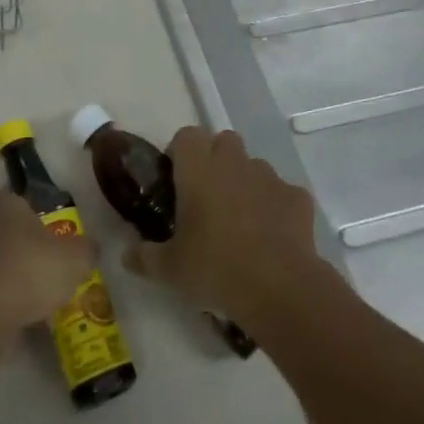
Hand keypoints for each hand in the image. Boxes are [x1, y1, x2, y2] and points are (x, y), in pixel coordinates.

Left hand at [0, 187, 93, 338]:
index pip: (2, 194)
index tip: (31, 227)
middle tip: (6, 246)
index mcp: (3, 206)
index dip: (14, 208)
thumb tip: (89, 247)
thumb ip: (84, 251)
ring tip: (10, 289)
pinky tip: (1, 314)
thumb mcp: (73, 261)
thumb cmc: (28, 271)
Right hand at [122, 128, 323, 319]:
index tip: (176, 177)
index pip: (187, 135)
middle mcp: (234, 163)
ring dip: (245, 182)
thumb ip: (144, 257)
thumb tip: (126, 255)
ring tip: (240, 219)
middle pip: (223, 141)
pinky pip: (281, 192)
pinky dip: (275, 206)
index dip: (181, 151)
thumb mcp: (169, 269)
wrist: (280, 288)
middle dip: (215, 159)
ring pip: (253, 165)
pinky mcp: (297, 197)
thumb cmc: (215, 269)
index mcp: (199, 170)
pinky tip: (271, 235)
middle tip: (206, 195)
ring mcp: (269, 177)